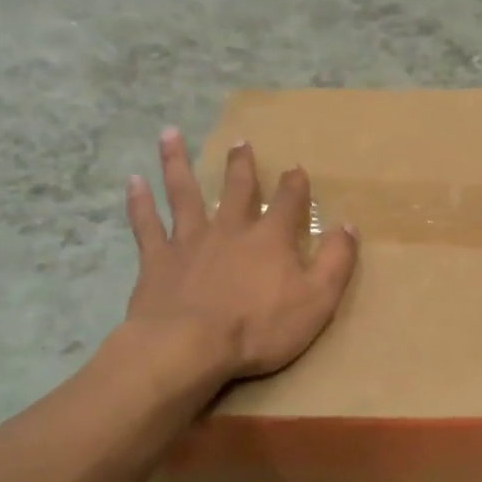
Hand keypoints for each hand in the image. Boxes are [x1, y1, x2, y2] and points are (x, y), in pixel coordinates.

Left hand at [122, 127, 357, 380]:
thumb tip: (348, 225)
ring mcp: (189, 241)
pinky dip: (139, 202)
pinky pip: (146, 225)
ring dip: (178, 163)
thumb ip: (336, 260)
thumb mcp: (317, 299)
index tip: (295, 168)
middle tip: (239, 142)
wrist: (189, 347)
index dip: (294, 184)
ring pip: (183, 193)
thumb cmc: (259, 327)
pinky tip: (133, 182)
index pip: (287, 202)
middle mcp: (229, 229)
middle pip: (236, 189)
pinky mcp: (157, 260)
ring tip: (170, 134)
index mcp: (270, 238)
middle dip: (241, 165)